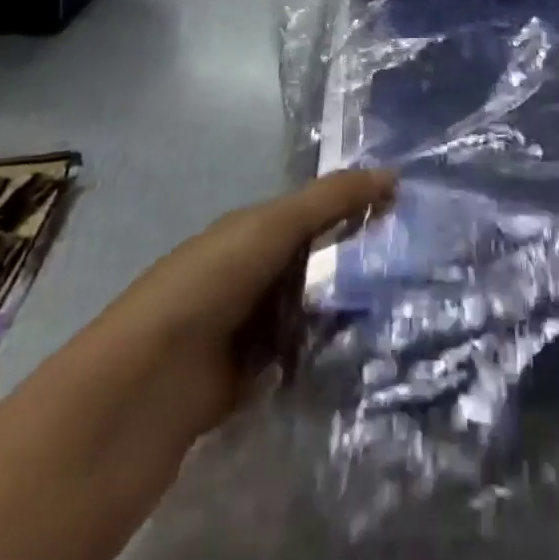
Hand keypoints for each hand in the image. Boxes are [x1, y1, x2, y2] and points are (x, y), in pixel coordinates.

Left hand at [105, 169, 396, 439]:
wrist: (144, 387)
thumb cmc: (210, 286)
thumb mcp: (273, 228)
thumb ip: (330, 200)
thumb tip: (393, 172)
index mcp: (250, 230)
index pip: (314, 211)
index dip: (355, 206)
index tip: (406, 210)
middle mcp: (248, 273)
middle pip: (313, 261)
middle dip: (355, 262)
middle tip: (414, 267)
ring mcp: (246, 328)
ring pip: (308, 311)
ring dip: (343, 313)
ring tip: (401, 314)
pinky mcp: (247, 379)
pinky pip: (297, 359)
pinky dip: (322, 357)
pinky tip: (364, 360)